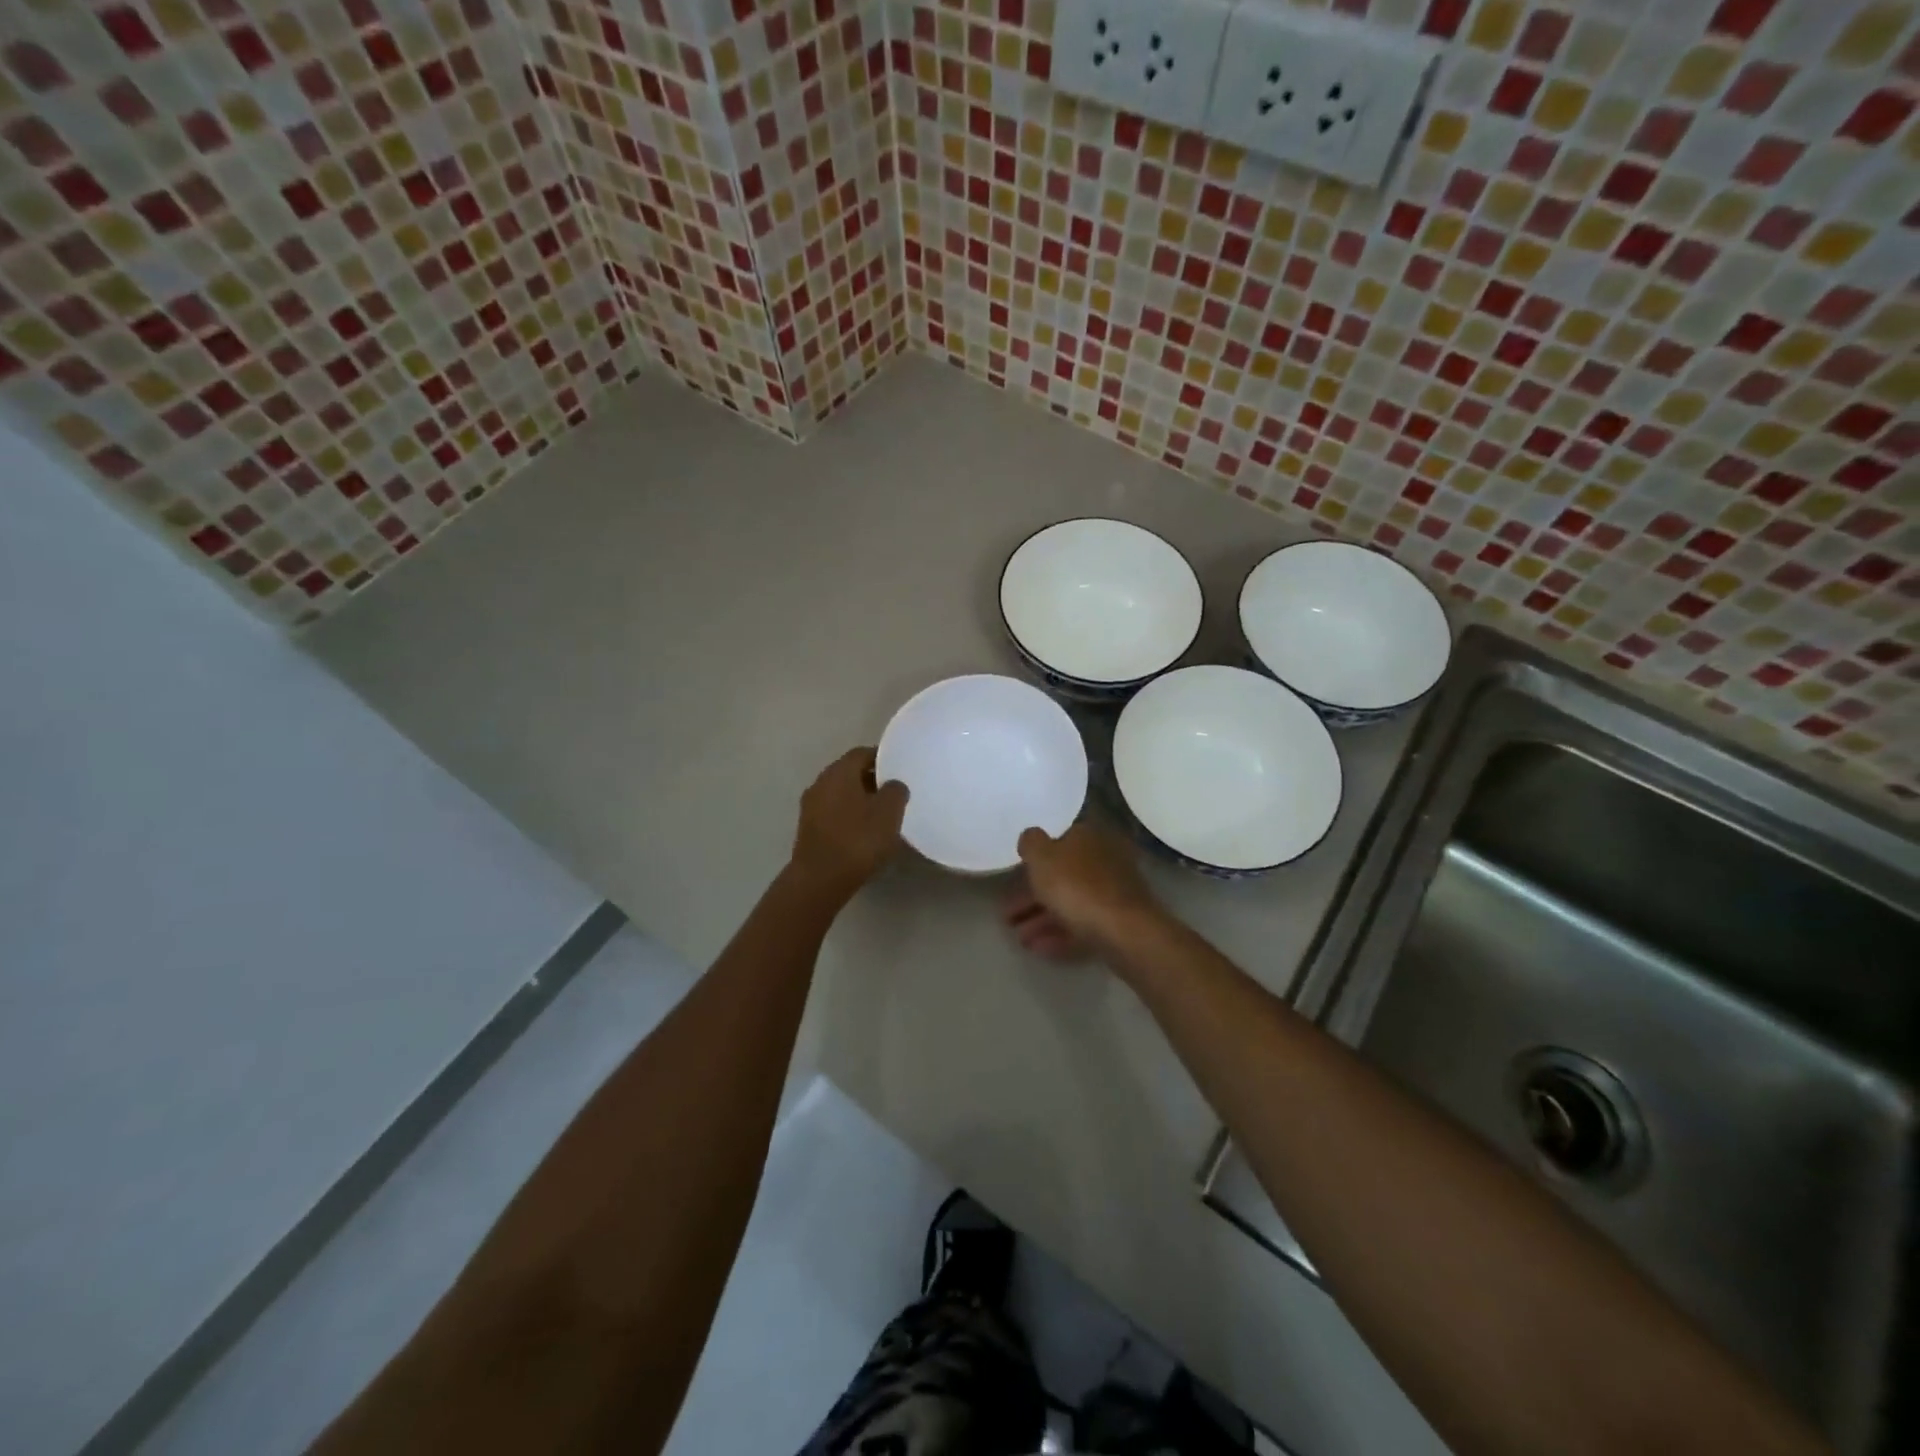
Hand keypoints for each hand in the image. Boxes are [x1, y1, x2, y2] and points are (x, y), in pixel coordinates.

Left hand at [789, 748, 908, 899]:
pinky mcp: (808, 829)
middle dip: (871, 780)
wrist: (820, 880)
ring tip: (881, 815)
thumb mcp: (889, 812)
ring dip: (859, 799)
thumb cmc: (858, 839)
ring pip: (840, 794)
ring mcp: (810, 806)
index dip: (882, 758)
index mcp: (839, 772)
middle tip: (893, 793)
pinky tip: (862, 832)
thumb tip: (893, 784)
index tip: (899, 769)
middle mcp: (820, 783)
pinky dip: (848, 816)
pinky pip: (833, 813)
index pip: (861, 753)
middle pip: (849, 773)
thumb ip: (895, 791)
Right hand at [1012, 822, 1159, 953]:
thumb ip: (1031, 843)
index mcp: (1088, 837)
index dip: (1033, 859)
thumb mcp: (1042, 857)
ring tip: (1020, 939)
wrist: (1124, 932)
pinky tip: (1039, 948)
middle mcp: (1104, 859)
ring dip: (1042, 919)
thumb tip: (1031, 837)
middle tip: (1008, 916)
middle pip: (1062, 875)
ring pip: (1071, 902)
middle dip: (1032, 897)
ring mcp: (1114, 892)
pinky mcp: (1119, 922)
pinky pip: (1083, 924)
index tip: (1011, 877)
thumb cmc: (1077, 887)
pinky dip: (1060, 934)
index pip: (1058, 840)